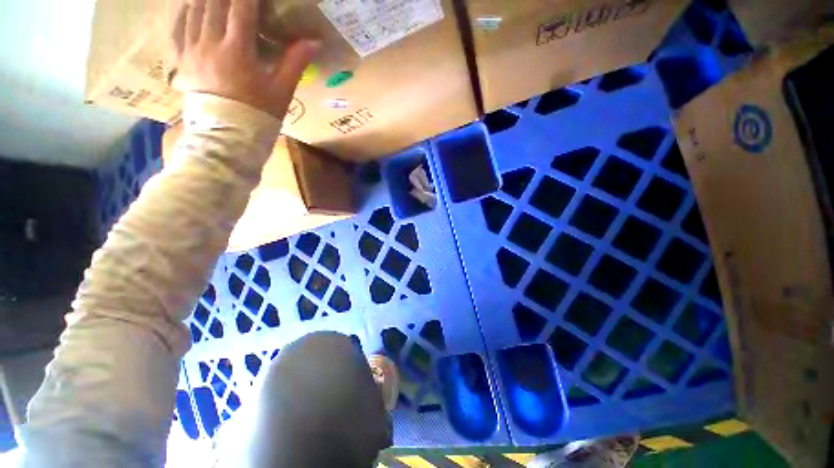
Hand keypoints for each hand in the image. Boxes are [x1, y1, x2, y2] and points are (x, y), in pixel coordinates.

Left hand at [171, 0, 318, 119]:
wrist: (229, 135)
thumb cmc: (259, 114)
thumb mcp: (281, 91)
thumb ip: (295, 62)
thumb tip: (314, 42)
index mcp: (237, 51)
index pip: (242, 7)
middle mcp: (209, 43)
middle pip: (214, 2)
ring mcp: (191, 50)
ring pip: (193, 8)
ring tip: (219, 0)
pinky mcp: (182, 59)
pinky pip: (178, 25)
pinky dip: (186, 10)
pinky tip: (193, 5)